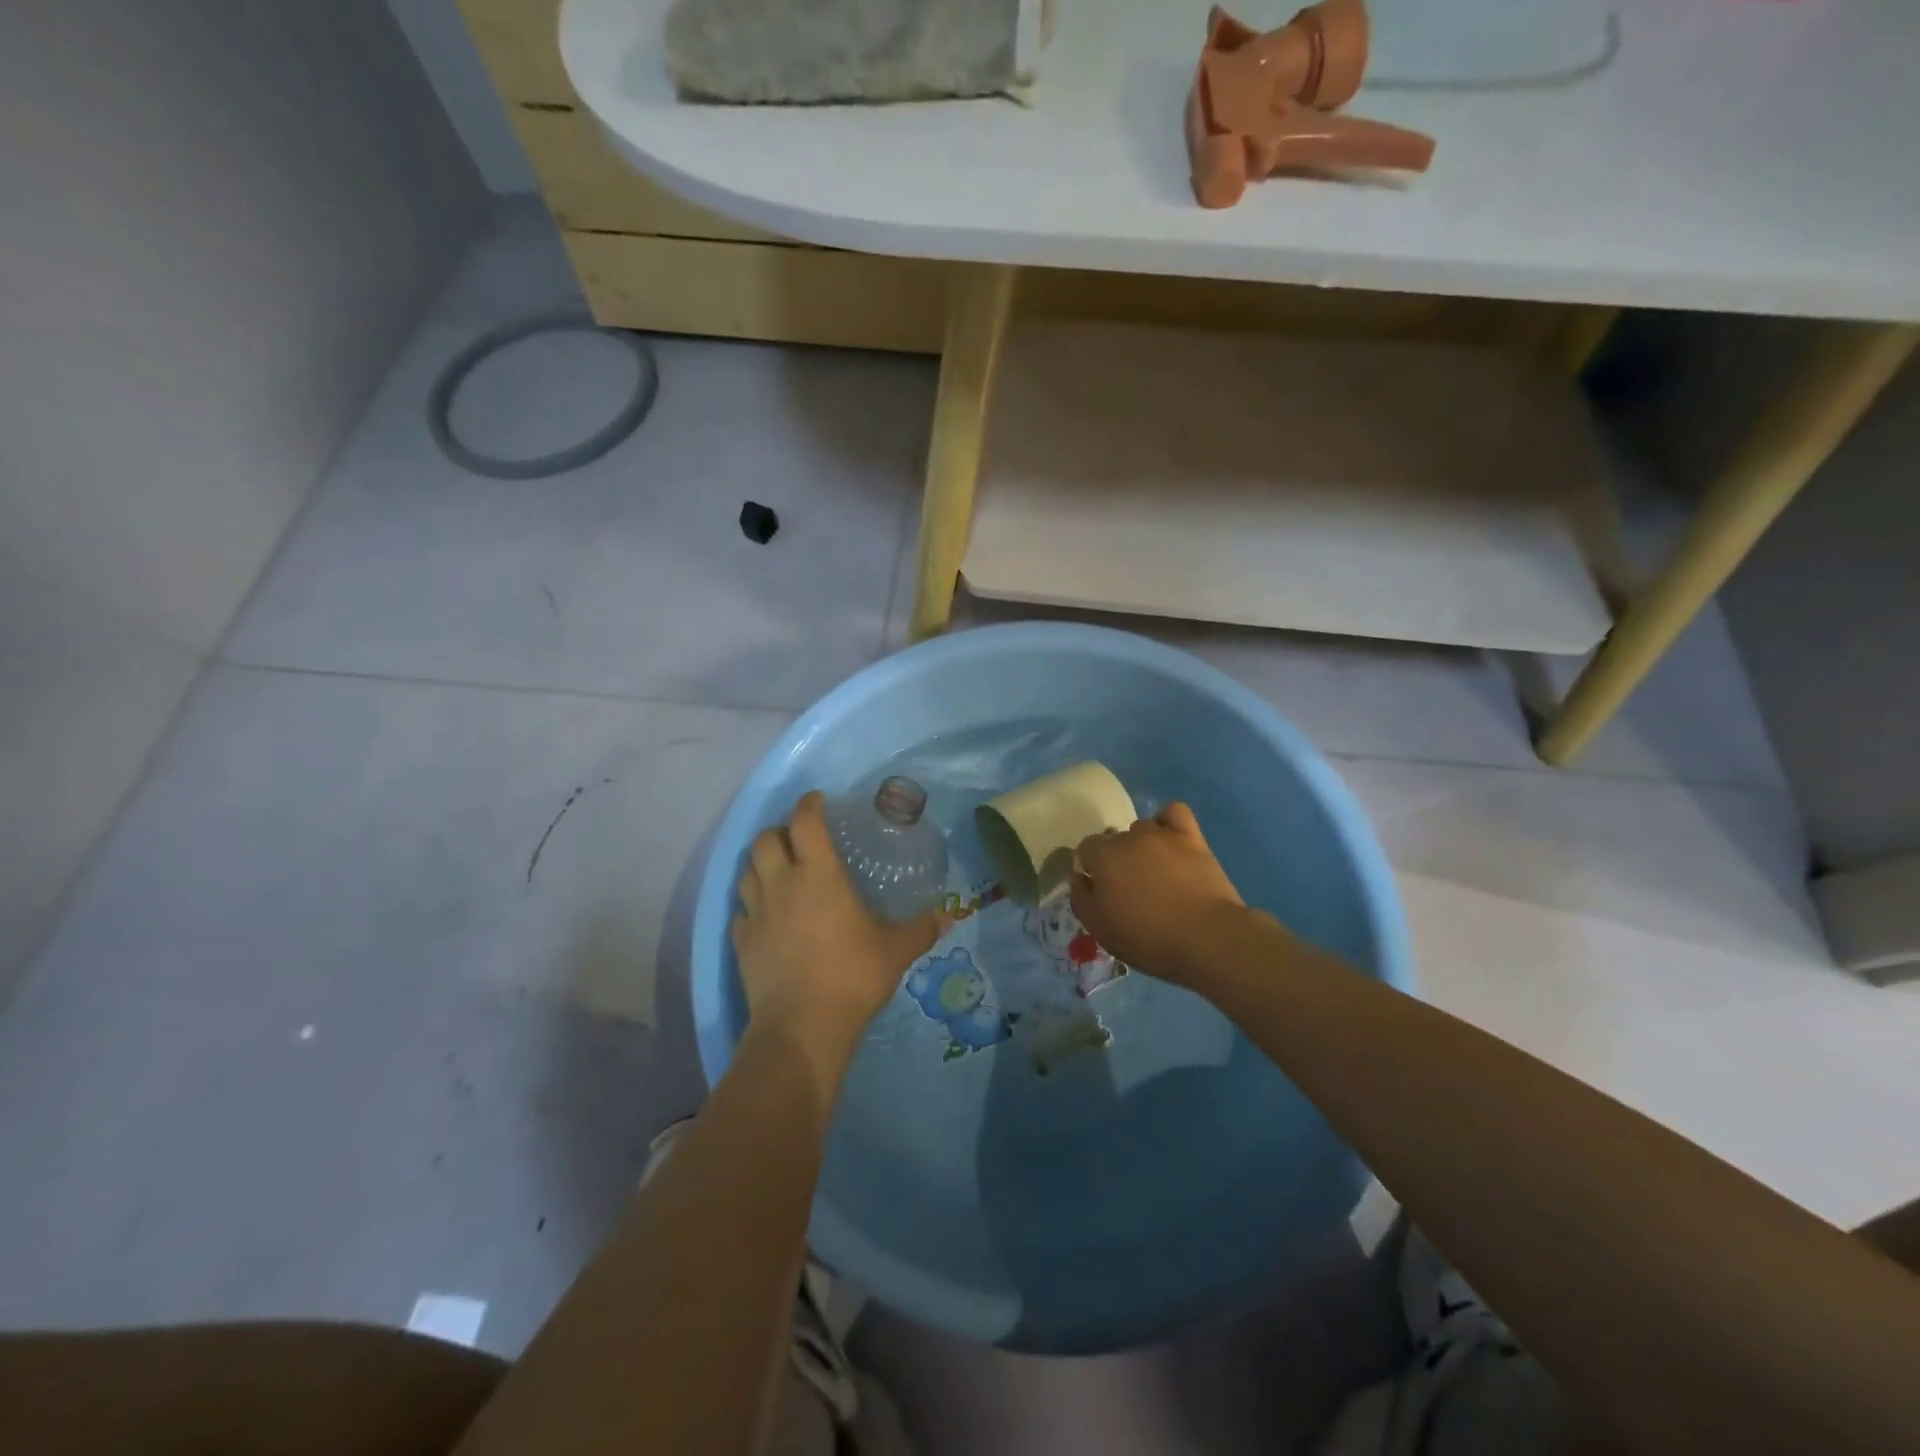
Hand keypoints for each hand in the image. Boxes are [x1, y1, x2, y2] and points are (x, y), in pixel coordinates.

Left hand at [731, 791, 939, 1052]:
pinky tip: (766, 916)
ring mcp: (756, 913)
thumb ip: (921, 929)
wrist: (802, 1026)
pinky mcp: (741, 942)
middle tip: (798, 839)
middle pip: (765, 839)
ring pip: (746, 871)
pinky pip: (740, 911)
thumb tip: (949, 916)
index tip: (819, 801)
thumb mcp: (896, 950)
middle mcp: (782, 883)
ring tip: (778, 871)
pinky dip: (751, 905)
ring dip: (760, 863)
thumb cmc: (852, 975)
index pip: (805, 821)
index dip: (810, 804)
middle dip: (779, 831)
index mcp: (818, 873)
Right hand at [1070, 803, 1249, 986]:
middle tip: (1130, 890)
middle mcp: (1129, 837)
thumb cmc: (1148, 938)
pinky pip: (1173, 813)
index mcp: (1103, 856)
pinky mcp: (1192, 838)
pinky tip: (1170, 842)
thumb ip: (1081, 898)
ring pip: (1142, 829)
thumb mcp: (1100, 929)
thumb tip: (1079, 876)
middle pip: (1114, 839)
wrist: (1207, 938)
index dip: (1091, 870)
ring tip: (1155, 872)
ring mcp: (1162, 834)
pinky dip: (1167, 823)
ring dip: (1141, 846)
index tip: (1102, 893)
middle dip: (1116, 859)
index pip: (1086, 849)